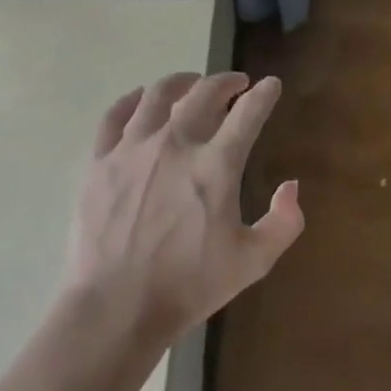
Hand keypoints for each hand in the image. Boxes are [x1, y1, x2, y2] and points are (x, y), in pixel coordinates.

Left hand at [67, 71, 302, 346]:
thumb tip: (291, 186)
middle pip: (203, 94)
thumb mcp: (253, 262)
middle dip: (225, 82)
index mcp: (216, 166)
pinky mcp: (99, 161)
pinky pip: (115, 116)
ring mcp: (132, 149)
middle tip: (236, 84)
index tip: (271, 85)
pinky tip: (141, 99)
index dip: (264, 95)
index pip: (248, 114)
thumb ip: (283, 223)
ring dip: (181, 83)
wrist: (116, 307)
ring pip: (157, 95)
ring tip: (191, 84)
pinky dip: (132, 100)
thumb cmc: (189, 286)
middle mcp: (175, 144)